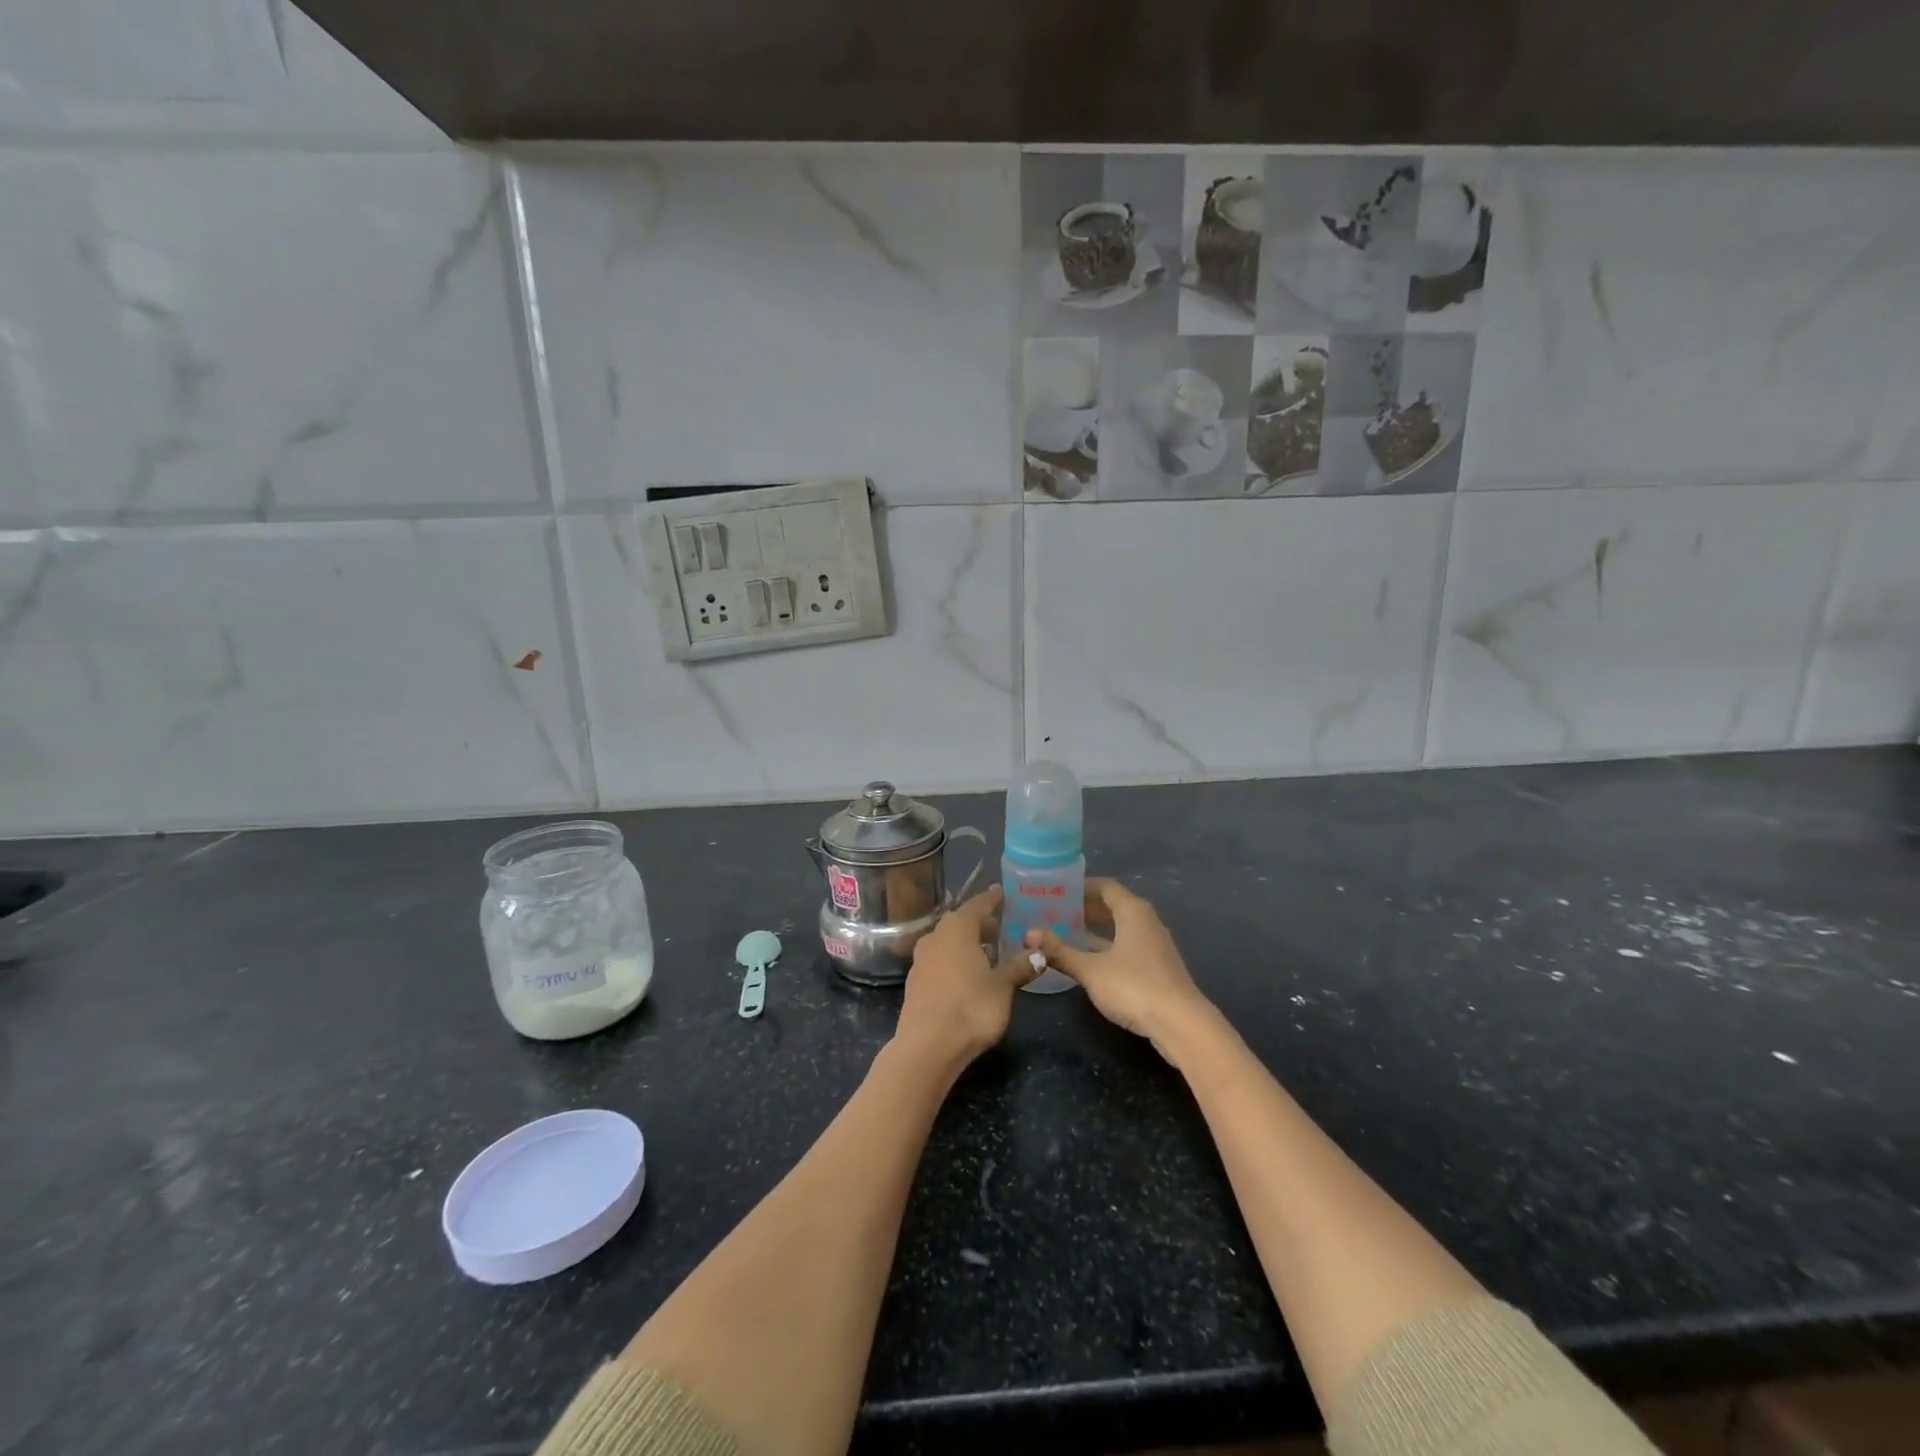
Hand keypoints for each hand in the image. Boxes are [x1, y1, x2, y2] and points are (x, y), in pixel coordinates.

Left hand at [896, 887, 1038, 1064]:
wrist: (927, 1046)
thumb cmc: (970, 1008)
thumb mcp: (1002, 987)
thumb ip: (1019, 967)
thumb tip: (1040, 952)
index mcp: (957, 929)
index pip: (977, 905)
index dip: (991, 899)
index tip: (1001, 892)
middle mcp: (935, 937)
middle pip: (959, 922)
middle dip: (979, 923)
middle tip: (999, 925)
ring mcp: (921, 960)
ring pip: (946, 941)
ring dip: (965, 942)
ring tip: (986, 951)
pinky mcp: (915, 982)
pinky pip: (939, 960)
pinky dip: (954, 959)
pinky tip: (966, 974)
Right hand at [1026, 879, 1216, 1063]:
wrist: (1180, 1024)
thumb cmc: (1134, 986)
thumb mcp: (1090, 969)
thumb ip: (1060, 951)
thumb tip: (1028, 934)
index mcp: (1133, 911)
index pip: (1105, 887)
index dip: (1081, 886)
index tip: (1057, 889)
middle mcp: (1146, 921)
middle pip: (1113, 906)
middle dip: (1085, 908)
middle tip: (1054, 911)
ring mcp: (1154, 945)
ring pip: (1120, 928)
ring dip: (1095, 929)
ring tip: (1065, 932)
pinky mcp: (1156, 967)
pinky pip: (1126, 946)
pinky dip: (1106, 947)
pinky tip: (1087, 959)